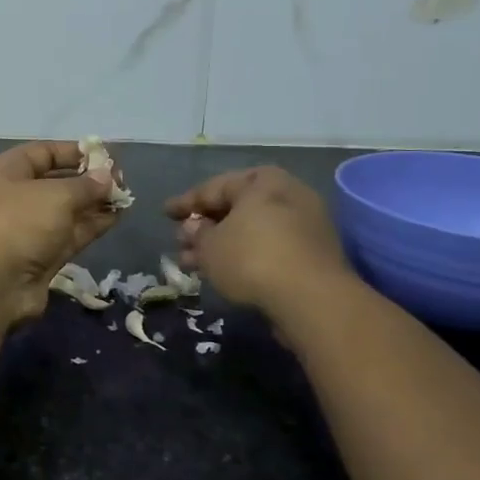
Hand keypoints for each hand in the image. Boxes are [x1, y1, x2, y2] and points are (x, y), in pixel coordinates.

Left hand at [0, 141, 122, 325]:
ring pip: (66, 210)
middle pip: (56, 182)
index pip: (43, 153)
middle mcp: (16, 197)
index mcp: (7, 172)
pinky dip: (92, 225)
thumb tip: (107, 176)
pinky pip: (70, 234)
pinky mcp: (41, 257)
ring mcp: (28, 229)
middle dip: (88, 180)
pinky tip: (116, 217)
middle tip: (122, 180)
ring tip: (125, 197)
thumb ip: (86, 185)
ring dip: (94, 203)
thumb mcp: (56, 194)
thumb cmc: (18, 222)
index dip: (74, 152)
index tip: (105, 156)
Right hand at [164, 167, 355, 316]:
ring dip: (221, 245)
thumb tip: (194, 227)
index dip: (186, 203)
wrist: (312, 298)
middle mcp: (287, 194)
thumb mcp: (210, 246)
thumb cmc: (252, 258)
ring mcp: (305, 223)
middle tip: (180, 243)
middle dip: (204, 227)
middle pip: (235, 208)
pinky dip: (244, 255)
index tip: (165, 214)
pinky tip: (223, 273)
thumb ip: (197, 233)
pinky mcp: (313, 253)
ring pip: (251, 230)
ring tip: (193, 265)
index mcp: (262, 181)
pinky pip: (269, 247)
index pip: (214, 187)